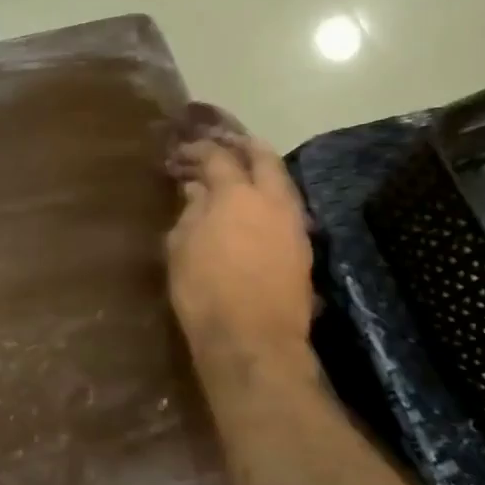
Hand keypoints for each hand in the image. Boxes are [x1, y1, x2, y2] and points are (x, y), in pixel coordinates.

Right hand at [166, 104, 314, 355]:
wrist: (253, 342)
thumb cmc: (205, 292)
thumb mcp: (181, 248)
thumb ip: (190, 211)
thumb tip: (196, 189)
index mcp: (236, 194)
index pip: (218, 157)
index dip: (198, 150)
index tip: (182, 151)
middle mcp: (272, 200)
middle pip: (263, 157)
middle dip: (242, 145)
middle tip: (223, 142)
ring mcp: (293, 223)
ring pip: (281, 181)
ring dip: (261, 170)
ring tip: (241, 171)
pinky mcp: (303, 247)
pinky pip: (287, 206)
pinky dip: (270, 196)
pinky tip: (256, 206)